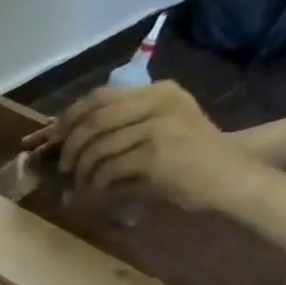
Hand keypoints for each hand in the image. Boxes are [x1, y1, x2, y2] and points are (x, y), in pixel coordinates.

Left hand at [31, 82, 265, 211]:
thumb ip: (120, 124)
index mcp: (159, 92)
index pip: (99, 96)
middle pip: (93, 120)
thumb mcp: (158, 128)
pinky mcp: (156, 153)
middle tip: (64, 167)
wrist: (231, 178)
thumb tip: (63, 133)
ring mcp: (159, 126)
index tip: (54, 137)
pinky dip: (96, 184)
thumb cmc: (190, 158)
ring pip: (97, 147)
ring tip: (80, 184)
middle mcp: (160, 102)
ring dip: (82, 170)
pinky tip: (96, 192)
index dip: (70, 117)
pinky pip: (108, 168)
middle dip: (69, 146)